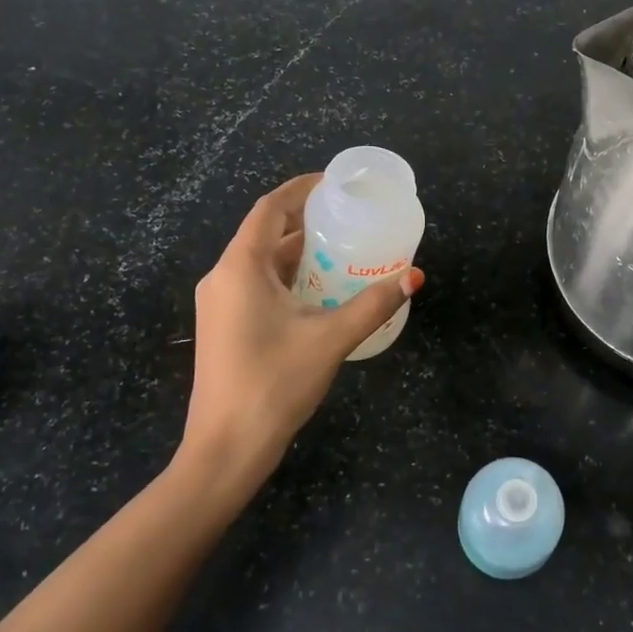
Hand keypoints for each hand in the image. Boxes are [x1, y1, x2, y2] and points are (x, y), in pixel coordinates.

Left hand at [177, 173, 423, 505]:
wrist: (227, 447)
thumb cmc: (274, 383)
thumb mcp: (330, 338)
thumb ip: (373, 304)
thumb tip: (413, 276)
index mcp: (240, 267)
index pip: (270, 208)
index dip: (301, 189)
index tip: (335, 184)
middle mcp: (223, 277)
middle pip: (265, 234)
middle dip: (306, 222)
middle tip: (349, 219)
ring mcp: (218, 304)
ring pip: (261, 263)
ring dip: (298, 254)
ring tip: (342, 251)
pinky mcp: (223, 327)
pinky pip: (256, 286)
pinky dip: (287, 279)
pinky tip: (319, 293)